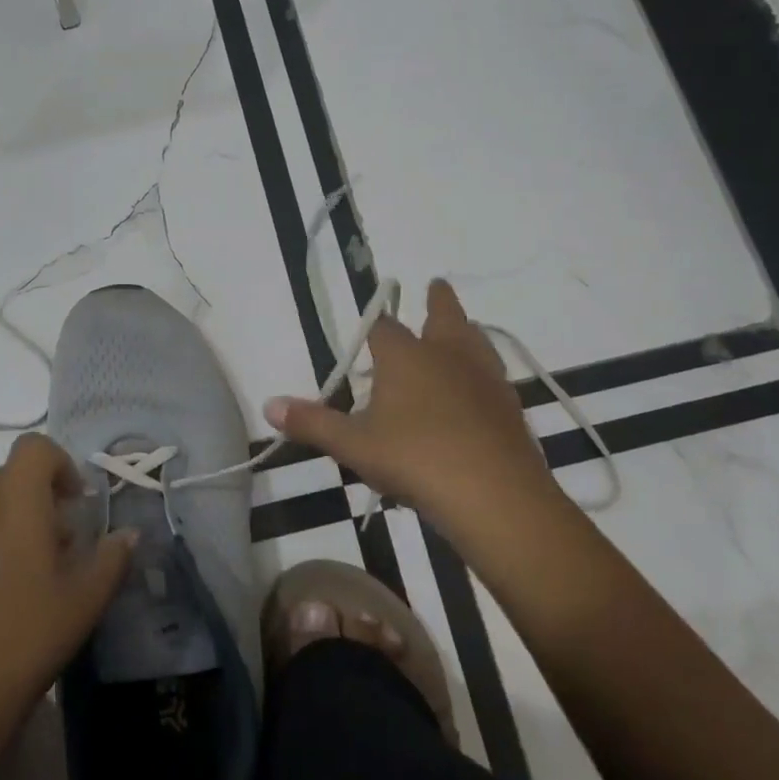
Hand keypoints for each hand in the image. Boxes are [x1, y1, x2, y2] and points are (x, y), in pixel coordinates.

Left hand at [0, 434, 135, 739]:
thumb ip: (112, 559)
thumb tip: (129, 534)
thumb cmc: (25, 640)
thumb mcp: (85, 602)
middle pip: (6, 479)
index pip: (33, 448)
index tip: (75, 502)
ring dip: (3, 529)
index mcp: (16, 504)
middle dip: (35, 499)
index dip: (59, 463)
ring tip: (20, 581)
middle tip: (56, 545)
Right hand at [265, 279, 565, 541]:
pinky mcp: (509, 405)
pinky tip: (480, 388)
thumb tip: (269, 404)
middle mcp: (447, 355)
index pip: (384, 328)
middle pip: (444, 316)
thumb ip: (312, 423)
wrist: (493, 494)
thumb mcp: (353, 445)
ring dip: (466, 330)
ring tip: (463, 328)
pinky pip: (494, 374)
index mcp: (406, 356)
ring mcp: (484, 378)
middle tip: (436, 285)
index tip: (372, 327)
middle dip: (437, 301)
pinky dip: (483, 371)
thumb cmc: (414, 459)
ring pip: (476, 340)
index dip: (375, 327)